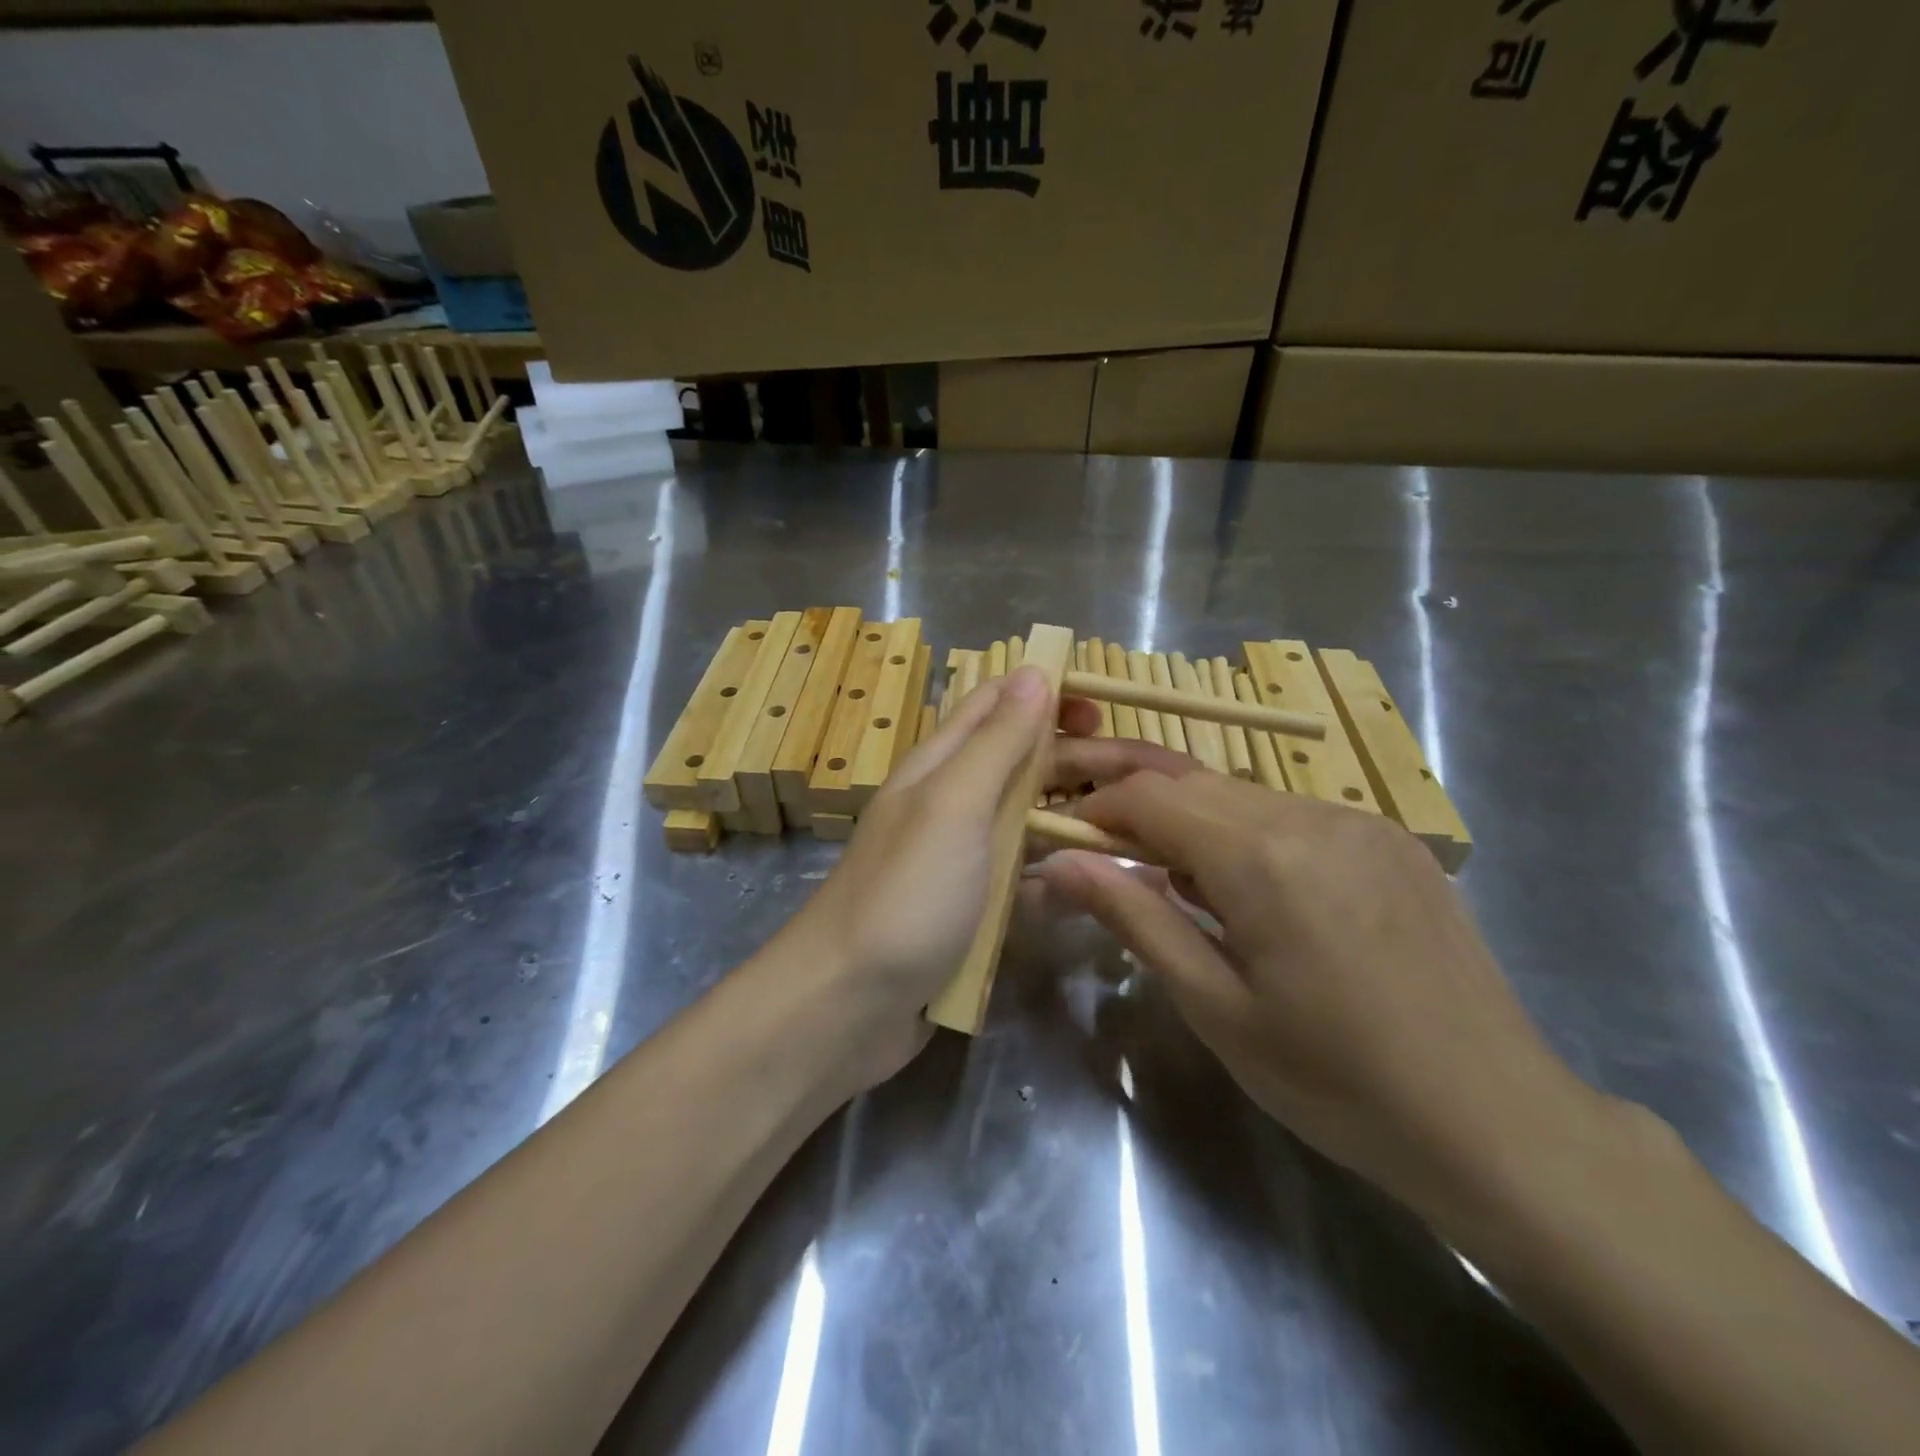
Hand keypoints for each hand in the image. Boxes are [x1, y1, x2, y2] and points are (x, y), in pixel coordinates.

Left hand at [785, 666, 1098, 1087]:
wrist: (846, 1006)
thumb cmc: (905, 895)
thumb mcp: (953, 806)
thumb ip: (995, 742)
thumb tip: (1035, 671)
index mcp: (940, 767)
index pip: (996, 705)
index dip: (1047, 695)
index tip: (1105, 709)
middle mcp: (950, 805)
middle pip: (1023, 765)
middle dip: (1080, 762)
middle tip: (1149, 777)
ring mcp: (961, 862)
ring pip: (1029, 825)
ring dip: (1077, 822)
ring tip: (1139, 832)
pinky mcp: (970, 913)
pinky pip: (1022, 884)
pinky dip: (1056, 880)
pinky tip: (1093, 890)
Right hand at [1038, 756, 1604, 1217]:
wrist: (1497, 1121)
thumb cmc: (1336, 1080)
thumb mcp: (1215, 1006)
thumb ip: (1134, 917)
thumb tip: (1056, 864)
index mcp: (1262, 857)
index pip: (1149, 796)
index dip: (1096, 808)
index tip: (1063, 839)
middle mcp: (1311, 814)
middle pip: (1192, 781)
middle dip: (1135, 805)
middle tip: (1102, 851)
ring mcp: (1359, 820)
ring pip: (1241, 793)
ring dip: (1191, 821)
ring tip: (1176, 883)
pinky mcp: (1390, 838)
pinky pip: (1292, 812)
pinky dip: (1246, 833)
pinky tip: (1252, 892)